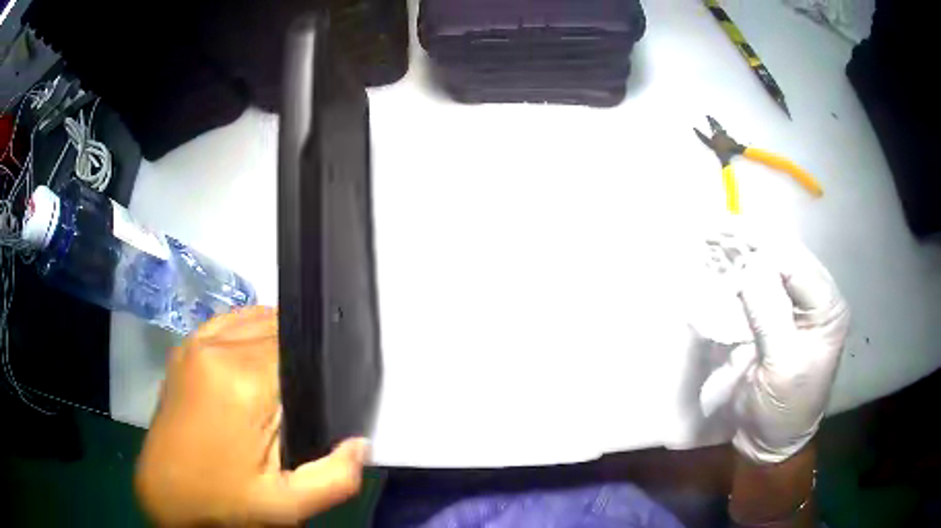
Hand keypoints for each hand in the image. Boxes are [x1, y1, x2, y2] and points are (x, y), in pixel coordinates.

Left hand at [135, 307, 367, 525]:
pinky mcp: (184, 348)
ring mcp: (195, 343)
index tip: (331, 387)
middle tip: (309, 393)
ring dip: (276, 340)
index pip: (298, 344)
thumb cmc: (224, 503)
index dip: (320, 361)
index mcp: (242, 382)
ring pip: (254, 319)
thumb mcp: (287, 506)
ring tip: (286, 380)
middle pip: (277, 327)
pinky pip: (229, 322)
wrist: (166, 496)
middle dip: (300, 353)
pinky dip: (250, 333)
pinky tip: (256, 362)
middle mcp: (216, 348)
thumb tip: (361, 443)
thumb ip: (336, 478)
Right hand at [731, 239, 849, 463]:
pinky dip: (741, 272)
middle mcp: (816, 297)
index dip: (763, 250)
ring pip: (772, 264)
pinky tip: (723, 262)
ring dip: (744, 253)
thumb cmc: (782, 410)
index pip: (797, 265)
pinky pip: (760, 283)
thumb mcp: (780, 367)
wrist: (769, 440)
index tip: (726, 242)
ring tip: (714, 238)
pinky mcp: (778, 313)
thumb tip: (749, 267)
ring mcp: (796, 304)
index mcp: (827, 309)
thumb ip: (769, 316)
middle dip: (752, 244)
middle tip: (714, 230)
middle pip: (785, 256)